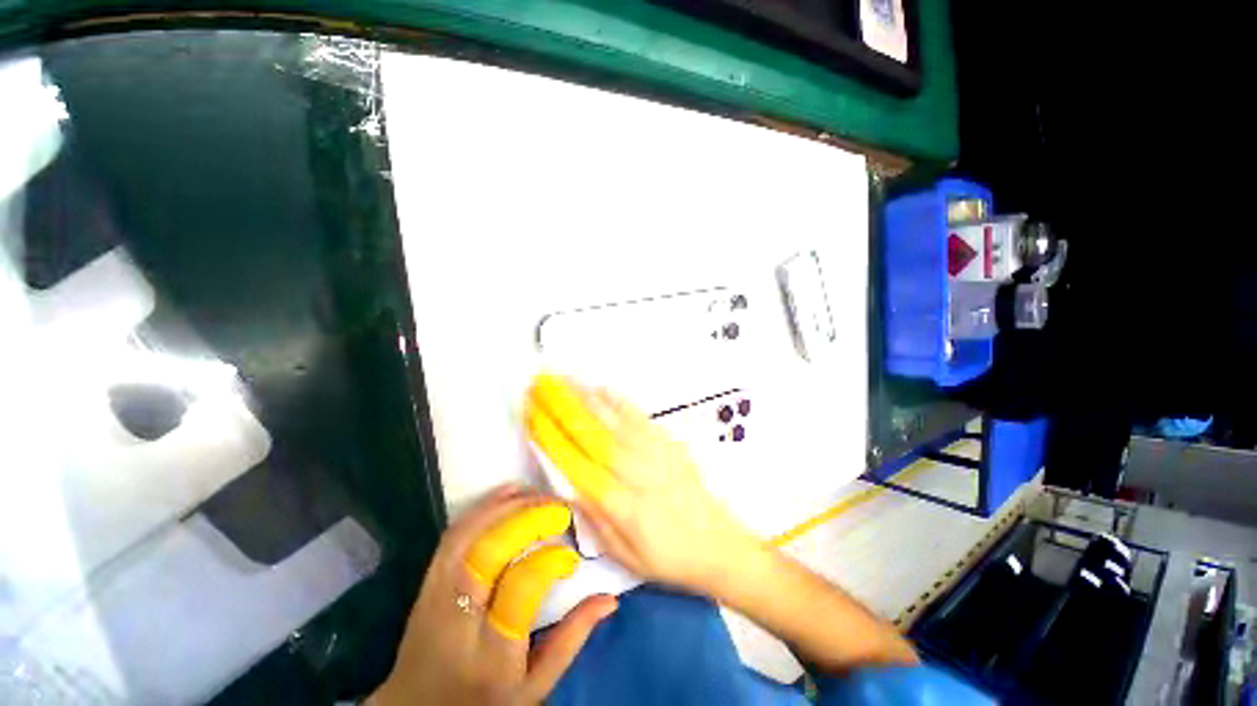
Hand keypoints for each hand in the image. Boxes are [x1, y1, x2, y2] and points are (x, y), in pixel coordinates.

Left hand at [369, 485, 617, 705]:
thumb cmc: (484, 703)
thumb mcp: (535, 687)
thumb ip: (571, 640)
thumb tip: (609, 598)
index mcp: (491, 654)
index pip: (520, 587)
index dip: (549, 560)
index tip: (571, 555)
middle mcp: (458, 619)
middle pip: (489, 551)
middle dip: (528, 518)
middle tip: (559, 508)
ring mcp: (434, 596)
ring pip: (468, 535)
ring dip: (505, 505)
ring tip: (537, 494)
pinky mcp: (426, 582)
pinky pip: (453, 535)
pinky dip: (482, 507)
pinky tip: (508, 494)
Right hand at [525, 374, 762, 595]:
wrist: (718, 544)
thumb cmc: (668, 557)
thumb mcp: (624, 555)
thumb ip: (594, 517)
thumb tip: (567, 482)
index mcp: (620, 504)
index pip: (575, 462)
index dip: (549, 435)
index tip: (531, 414)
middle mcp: (635, 473)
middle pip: (591, 432)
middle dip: (561, 405)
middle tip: (540, 383)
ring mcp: (655, 453)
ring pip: (613, 419)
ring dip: (585, 395)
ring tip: (563, 378)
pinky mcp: (670, 443)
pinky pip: (640, 416)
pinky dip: (618, 400)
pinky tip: (602, 388)